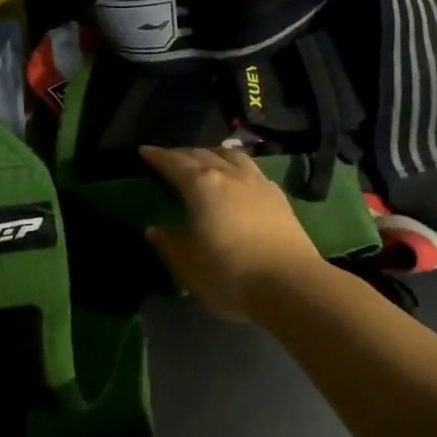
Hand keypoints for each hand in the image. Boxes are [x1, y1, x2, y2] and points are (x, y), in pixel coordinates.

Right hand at [139, 146, 321, 320]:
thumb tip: (154, 229)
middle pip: (202, 154)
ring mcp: (257, 183)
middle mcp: (229, 175)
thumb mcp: (189, 266)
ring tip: (205, 158)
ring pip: (231, 155)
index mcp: (201, 186)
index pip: (175, 163)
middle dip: (182, 153)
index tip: (145, 151)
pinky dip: (237, 166)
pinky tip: (239, 177)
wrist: (291, 285)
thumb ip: (169, 244)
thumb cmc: (230, 275)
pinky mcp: (279, 196)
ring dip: (213, 152)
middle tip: (170, 157)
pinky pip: (252, 169)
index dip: (158, 156)